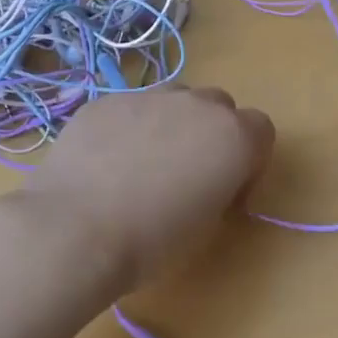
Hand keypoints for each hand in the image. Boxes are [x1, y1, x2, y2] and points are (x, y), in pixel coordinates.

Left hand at [17, 87, 274, 295]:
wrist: (76, 229)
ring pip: (173, 99)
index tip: (227, 188)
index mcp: (232, 136)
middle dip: (210, 132)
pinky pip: (129, 107)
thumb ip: (218, 187)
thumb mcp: (207, 225)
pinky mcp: (105, 100)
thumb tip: (203, 178)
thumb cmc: (152, 242)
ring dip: (171, 122)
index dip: (249, 159)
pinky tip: (104, 162)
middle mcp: (195, 104)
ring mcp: (147, 96)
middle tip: (185, 173)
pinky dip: (127, 126)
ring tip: (142, 163)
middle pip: (218, 105)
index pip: (261, 129)